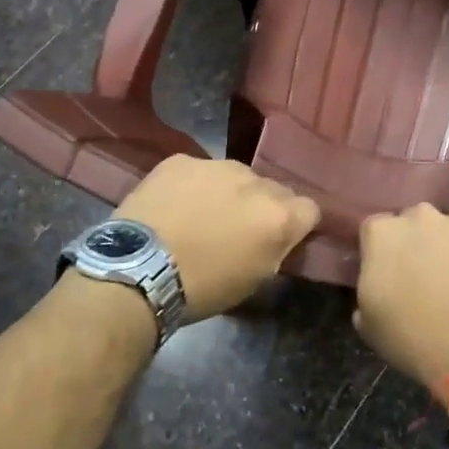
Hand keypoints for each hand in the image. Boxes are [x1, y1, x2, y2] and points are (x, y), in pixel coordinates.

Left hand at [113, 156, 319, 319]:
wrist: (137, 271)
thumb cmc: (201, 288)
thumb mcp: (253, 280)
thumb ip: (275, 249)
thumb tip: (278, 236)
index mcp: (278, 217)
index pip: (310, 209)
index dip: (297, 224)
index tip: (279, 238)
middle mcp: (255, 182)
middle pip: (273, 189)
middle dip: (262, 206)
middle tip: (236, 230)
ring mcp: (216, 165)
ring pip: (236, 176)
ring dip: (228, 192)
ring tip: (200, 216)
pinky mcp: (181, 160)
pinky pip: (199, 171)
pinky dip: (193, 186)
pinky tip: (174, 207)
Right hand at [355, 204, 448, 401]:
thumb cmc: (416, 340)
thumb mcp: (370, 324)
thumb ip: (367, 291)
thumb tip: (378, 285)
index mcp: (384, 233)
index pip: (375, 230)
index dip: (382, 252)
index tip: (390, 275)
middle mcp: (423, 216)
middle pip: (416, 223)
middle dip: (420, 244)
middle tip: (428, 278)